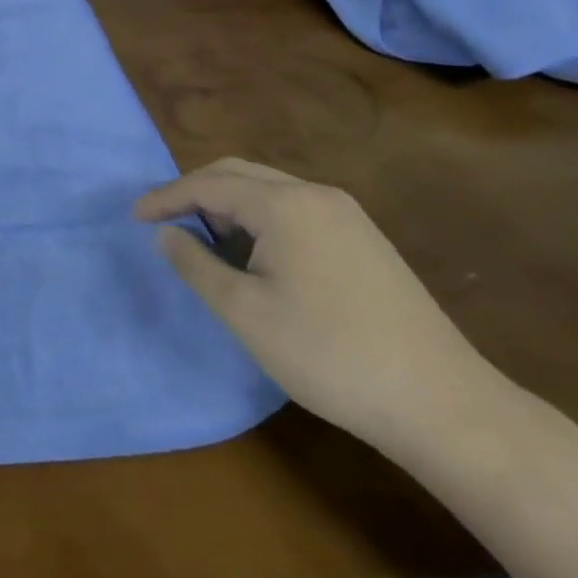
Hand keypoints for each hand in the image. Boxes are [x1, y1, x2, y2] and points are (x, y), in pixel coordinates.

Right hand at [138, 158, 497, 453]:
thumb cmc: (329, 355)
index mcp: (284, 204)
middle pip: (239, 173)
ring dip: (229, 205)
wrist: (443, 404)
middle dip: (195, 192)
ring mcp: (347, 214)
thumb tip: (167, 233)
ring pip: (269, 189)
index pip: (208, 184)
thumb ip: (196, 265)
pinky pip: (295, 208)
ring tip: (207, 243)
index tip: (134, 217)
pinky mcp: (365, 238)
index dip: (166, 197)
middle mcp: (316, 194)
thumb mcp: (245, 313)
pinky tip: (257, 256)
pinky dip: (261, 218)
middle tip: (165, 222)